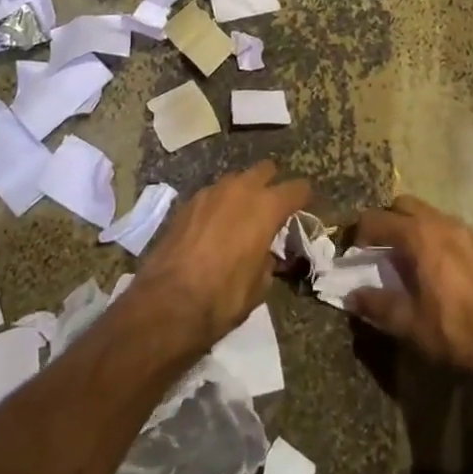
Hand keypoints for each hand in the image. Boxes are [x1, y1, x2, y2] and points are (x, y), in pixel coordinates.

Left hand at [131, 160, 308, 351]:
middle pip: (265, 170)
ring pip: (235, 179)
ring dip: (243, 192)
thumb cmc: (222, 297)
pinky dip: (219, 204)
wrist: (167, 303)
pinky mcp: (186, 203)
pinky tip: (214, 227)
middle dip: (272, 184)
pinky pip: (212, 194)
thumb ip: (268, 259)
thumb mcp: (260, 286)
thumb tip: (265, 253)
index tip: (306, 208)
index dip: (304, 198)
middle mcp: (240, 190)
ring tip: (241, 217)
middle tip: (272, 209)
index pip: (297, 188)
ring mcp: (210, 192)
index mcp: (266, 207)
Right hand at [347, 195, 472, 394]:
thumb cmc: (453, 332)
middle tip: (376, 250)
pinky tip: (431, 268)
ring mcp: (464, 231)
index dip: (359, 233)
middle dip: (385, 221)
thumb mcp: (407, 323)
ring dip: (409, 227)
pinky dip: (430, 236)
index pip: (378, 219)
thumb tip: (351, 296)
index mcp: (420, 236)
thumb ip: (375, 304)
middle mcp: (442, 223)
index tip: (352, 254)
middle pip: (403, 206)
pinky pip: (445, 228)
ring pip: (427, 214)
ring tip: (402, 259)